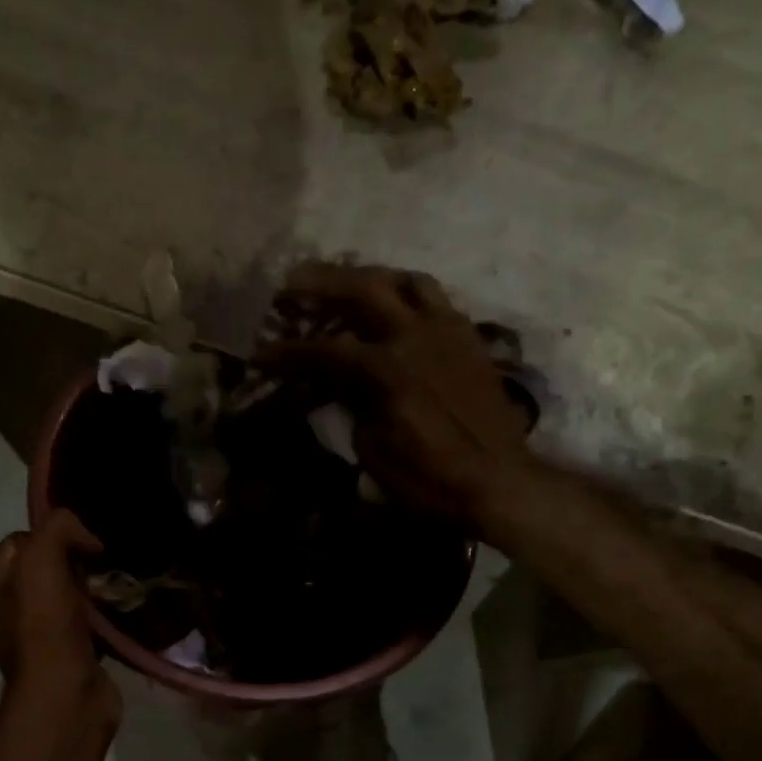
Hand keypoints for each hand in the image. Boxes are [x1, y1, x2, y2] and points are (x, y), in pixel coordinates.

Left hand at [0, 510, 116, 709]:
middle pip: (45, 565)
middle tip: (96, 569)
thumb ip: (58, 527)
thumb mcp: (42, 559)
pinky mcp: (66, 652)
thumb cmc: (45, 625)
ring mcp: (36, 635)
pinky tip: (115, 610)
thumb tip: (86, 537)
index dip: (52, 536)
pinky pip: (85, 618)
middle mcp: (5, 611)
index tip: (81, 548)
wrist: (67, 694)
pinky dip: (100, 612)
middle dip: (74, 561)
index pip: (20, 540)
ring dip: (90, 587)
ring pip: (67, 591)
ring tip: (111, 588)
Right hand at [260, 262, 533, 522]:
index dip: (288, 352)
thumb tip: (342, 390)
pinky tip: (398, 310)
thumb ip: (353, 411)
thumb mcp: (374, 453)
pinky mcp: (470, 341)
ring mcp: (449, 332)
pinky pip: (438, 301)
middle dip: (322, 282)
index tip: (261, 352)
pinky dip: (409, 296)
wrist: (499, 483)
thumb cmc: (431, 479)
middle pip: (364, 289)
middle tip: (293, 282)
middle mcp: (417, 336)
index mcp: (388, 369)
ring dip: (373, 277)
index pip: (325, 350)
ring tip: (351, 284)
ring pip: (408, 281)